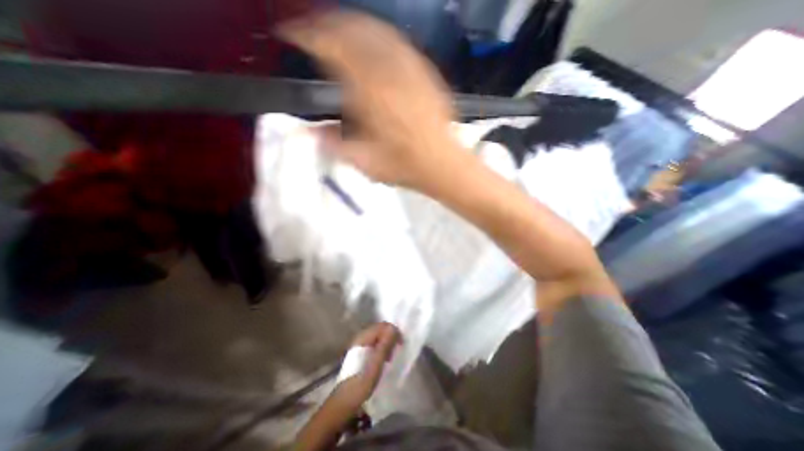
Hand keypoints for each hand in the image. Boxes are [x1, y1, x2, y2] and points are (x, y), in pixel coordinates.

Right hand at [280, 9, 464, 189]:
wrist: (442, 164)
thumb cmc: (404, 166)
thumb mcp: (364, 162)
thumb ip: (334, 144)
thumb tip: (310, 132)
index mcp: (370, 93)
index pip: (332, 48)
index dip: (307, 35)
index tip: (291, 35)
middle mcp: (390, 72)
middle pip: (353, 30)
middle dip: (327, 23)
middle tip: (312, 31)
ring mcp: (411, 69)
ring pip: (376, 30)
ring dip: (351, 24)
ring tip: (337, 31)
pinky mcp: (425, 73)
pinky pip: (398, 42)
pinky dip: (377, 35)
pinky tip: (372, 44)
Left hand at [328, 321, 399, 412]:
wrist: (344, 402)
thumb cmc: (361, 382)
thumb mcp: (376, 363)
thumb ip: (385, 344)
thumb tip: (394, 328)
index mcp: (364, 337)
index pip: (383, 325)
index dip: (394, 332)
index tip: (401, 344)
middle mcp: (361, 337)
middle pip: (380, 330)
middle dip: (391, 337)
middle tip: (396, 351)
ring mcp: (359, 345)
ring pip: (378, 337)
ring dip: (387, 344)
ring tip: (390, 357)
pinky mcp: (360, 354)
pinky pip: (375, 345)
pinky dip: (381, 349)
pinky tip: (383, 361)